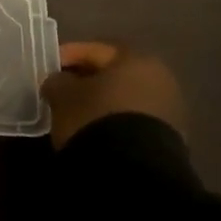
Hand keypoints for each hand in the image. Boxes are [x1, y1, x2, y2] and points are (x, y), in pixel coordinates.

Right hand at [42, 42, 185, 149]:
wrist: (134, 170)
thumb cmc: (95, 117)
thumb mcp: (63, 94)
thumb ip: (58, 81)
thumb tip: (59, 81)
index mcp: (136, 58)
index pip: (96, 49)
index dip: (69, 55)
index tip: (49, 68)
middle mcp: (159, 78)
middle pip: (115, 73)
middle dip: (88, 80)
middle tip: (63, 90)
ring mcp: (170, 110)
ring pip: (126, 98)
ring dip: (103, 102)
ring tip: (78, 114)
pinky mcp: (171, 139)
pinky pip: (135, 121)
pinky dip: (115, 122)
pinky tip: (97, 132)